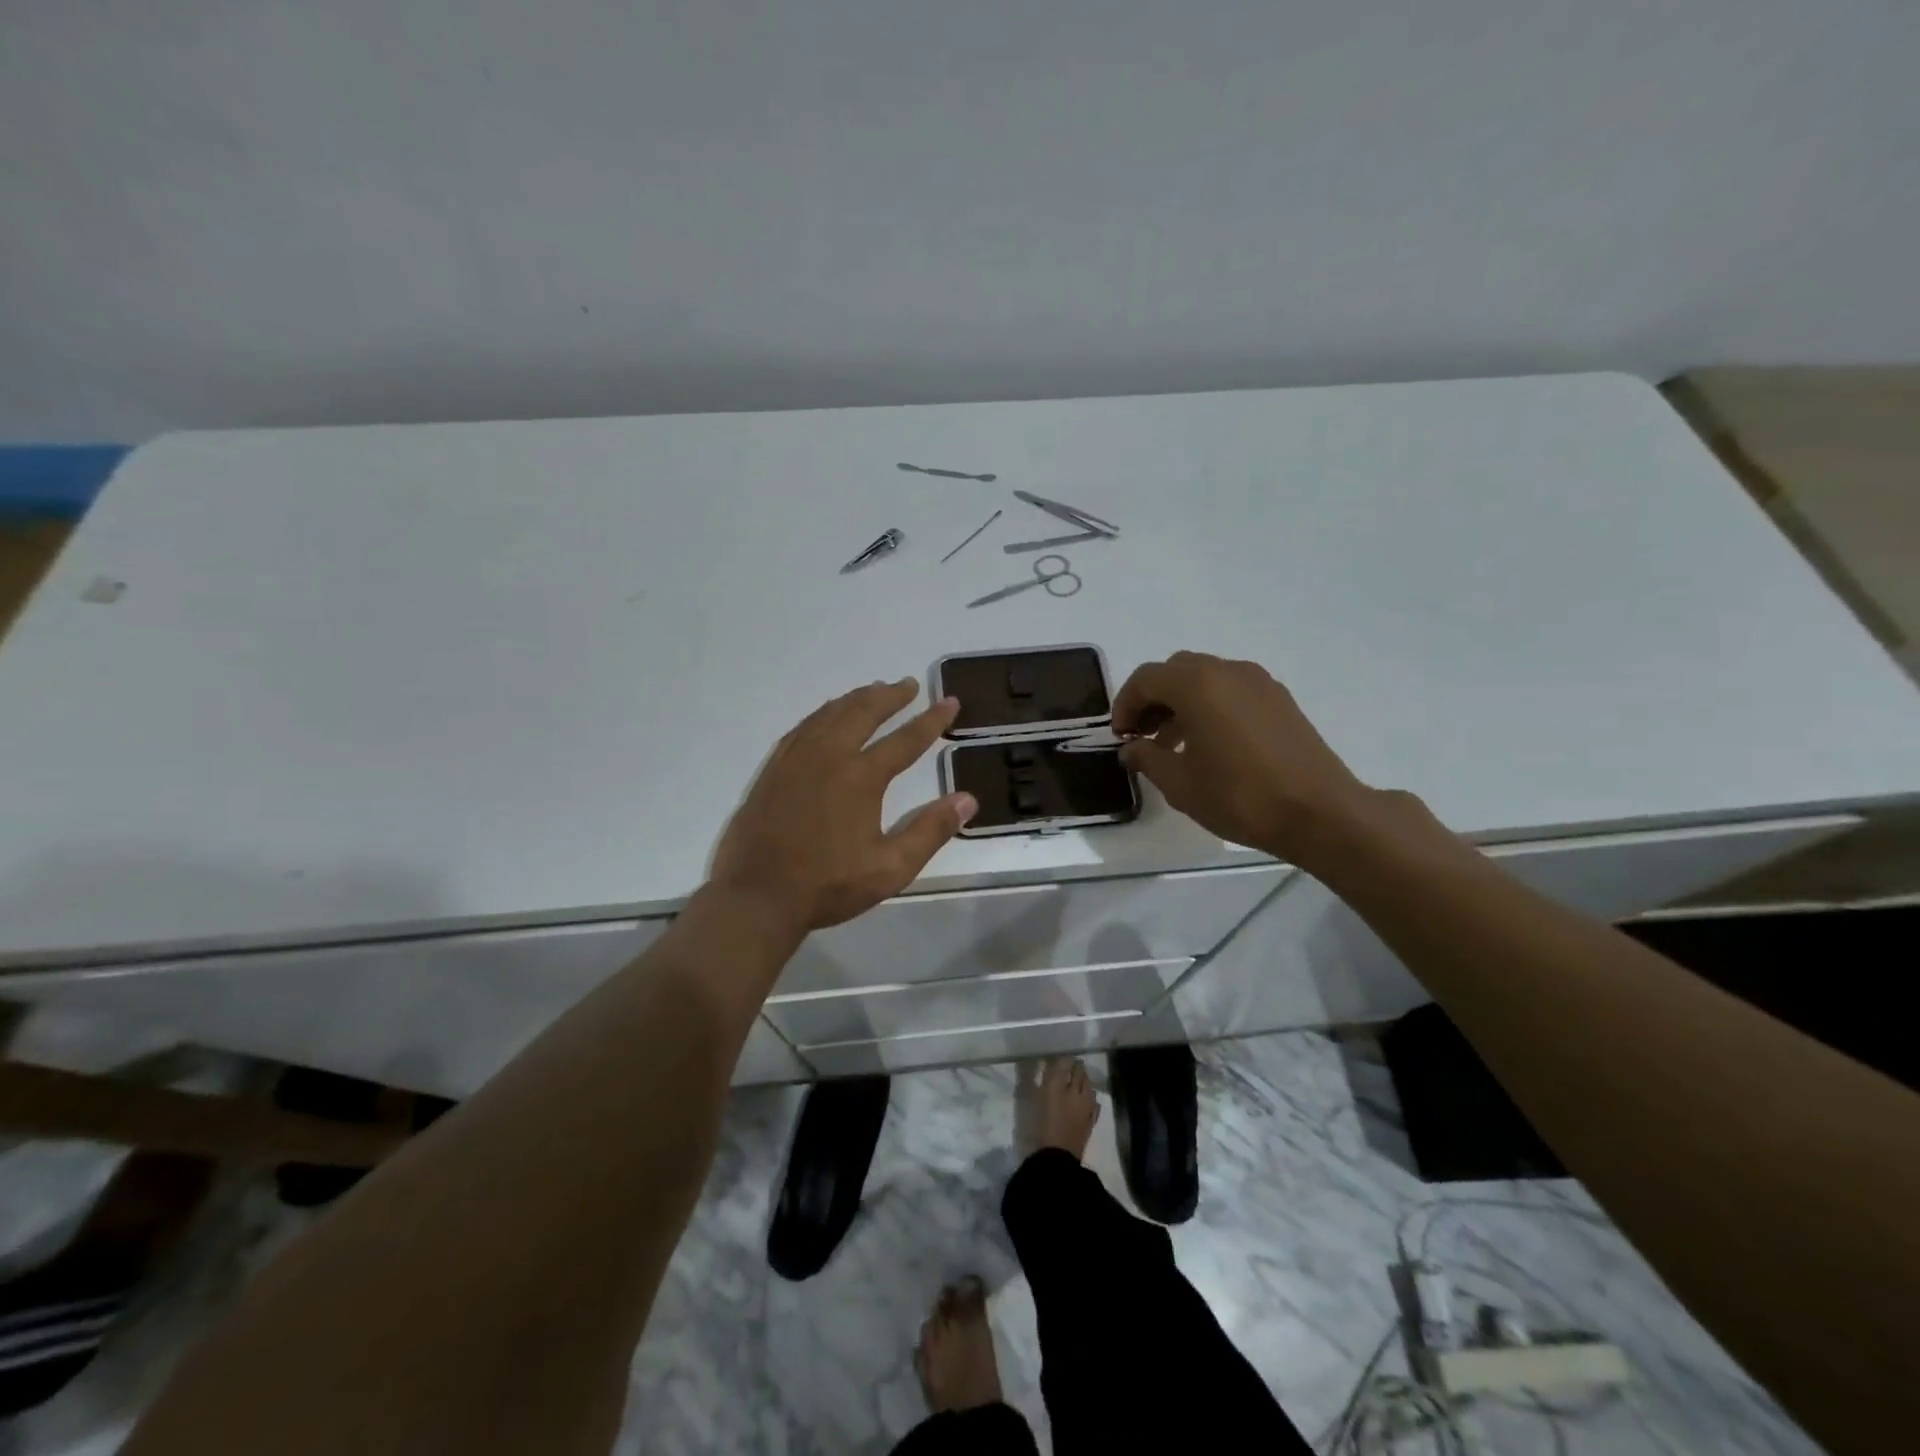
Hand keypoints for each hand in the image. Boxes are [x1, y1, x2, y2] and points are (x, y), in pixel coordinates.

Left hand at [711, 679, 977, 930]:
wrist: (759, 896)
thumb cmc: (829, 885)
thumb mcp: (891, 868)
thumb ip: (931, 831)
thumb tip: (967, 799)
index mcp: (861, 777)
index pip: (905, 740)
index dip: (931, 720)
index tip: (949, 702)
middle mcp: (829, 757)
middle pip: (863, 712)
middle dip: (890, 696)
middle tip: (908, 685)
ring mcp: (796, 759)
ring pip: (830, 714)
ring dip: (856, 698)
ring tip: (873, 690)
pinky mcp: (773, 769)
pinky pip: (802, 727)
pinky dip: (822, 713)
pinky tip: (827, 715)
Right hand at [1114, 652, 1375, 862]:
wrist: (1320, 812)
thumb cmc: (1240, 796)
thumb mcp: (1180, 784)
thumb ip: (1146, 758)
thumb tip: (1131, 748)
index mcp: (1198, 685)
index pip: (1146, 679)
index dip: (1125, 705)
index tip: (1121, 736)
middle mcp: (1228, 671)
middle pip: (1176, 671)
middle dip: (1153, 699)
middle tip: (1143, 735)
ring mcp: (1259, 683)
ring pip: (1205, 679)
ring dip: (1181, 702)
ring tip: (1173, 744)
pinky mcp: (1279, 699)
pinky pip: (1231, 690)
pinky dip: (1210, 706)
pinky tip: (1210, 745)